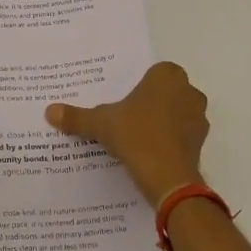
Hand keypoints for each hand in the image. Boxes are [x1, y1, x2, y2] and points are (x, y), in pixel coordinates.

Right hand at [46, 61, 208, 206]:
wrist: (168, 177)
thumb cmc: (136, 135)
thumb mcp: (101, 124)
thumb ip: (77, 117)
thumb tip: (49, 111)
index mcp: (167, 76)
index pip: (152, 73)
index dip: (137, 86)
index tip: (122, 100)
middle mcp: (189, 91)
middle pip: (165, 93)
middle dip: (149, 103)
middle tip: (125, 117)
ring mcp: (199, 117)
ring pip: (175, 114)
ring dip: (161, 122)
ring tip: (135, 137)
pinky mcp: (201, 142)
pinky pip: (181, 135)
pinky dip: (168, 141)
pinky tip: (148, 153)